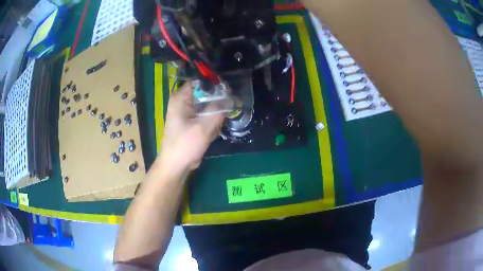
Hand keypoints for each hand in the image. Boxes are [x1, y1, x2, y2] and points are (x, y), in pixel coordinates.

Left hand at [158, 81, 224, 172]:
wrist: (176, 165)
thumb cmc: (185, 144)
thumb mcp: (204, 126)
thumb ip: (218, 110)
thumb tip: (232, 98)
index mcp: (181, 98)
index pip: (200, 82)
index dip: (215, 85)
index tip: (229, 91)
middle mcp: (183, 102)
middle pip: (205, 94)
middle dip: (217, 103)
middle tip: (225, 113)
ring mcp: (187, 112)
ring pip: (207, 106)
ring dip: (214, 116)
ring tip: (214, 128)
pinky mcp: (191, 122)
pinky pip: (205, 116)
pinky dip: (210, 123)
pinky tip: (210, 134)